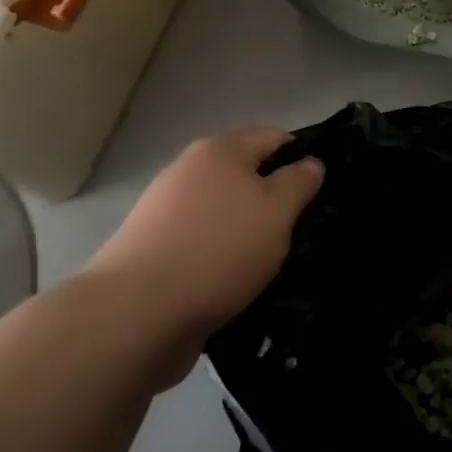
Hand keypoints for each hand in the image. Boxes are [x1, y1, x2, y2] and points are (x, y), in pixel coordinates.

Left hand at [85, 128, 323, 375]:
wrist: (134, 315)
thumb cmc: (218, 250)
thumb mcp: (278, 211)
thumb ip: (300, 181)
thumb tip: (310, 163)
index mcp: (220, 150)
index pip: (274, 137)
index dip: (301, 159)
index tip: (317, 195)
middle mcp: (188, 170)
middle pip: (245, 175)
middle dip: (272, 200)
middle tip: (297, 233)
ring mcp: (164, 211)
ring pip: (223, 212)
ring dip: (245, 233)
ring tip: (267, 266)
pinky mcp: (151, 250)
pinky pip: (201, 243)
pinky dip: (219, 258)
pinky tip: (232, 285)